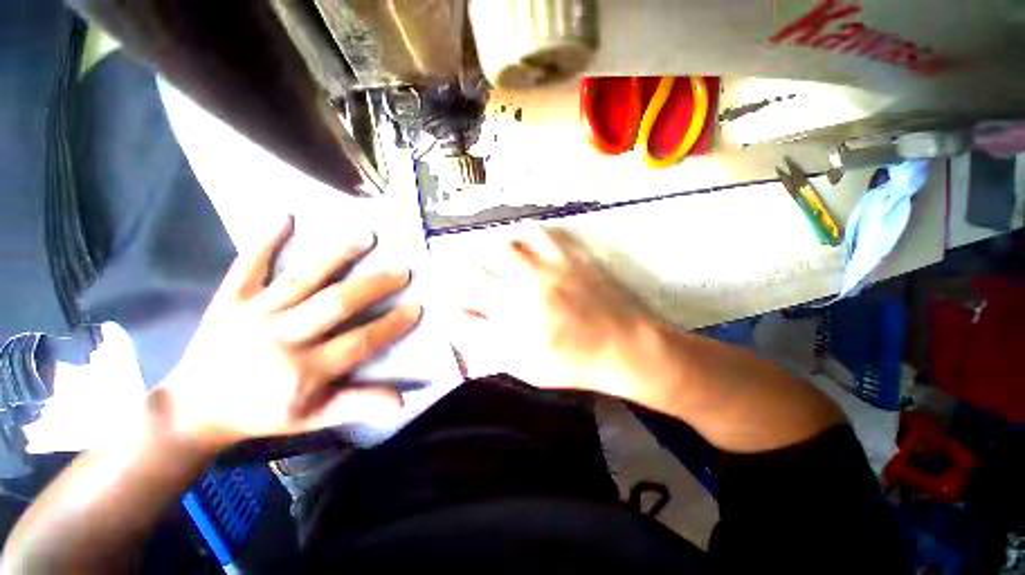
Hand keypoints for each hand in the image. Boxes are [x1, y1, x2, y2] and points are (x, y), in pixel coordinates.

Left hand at [158, 215, 421, 451]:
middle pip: (335, 304)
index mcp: (303, 371)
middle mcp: (281, 338)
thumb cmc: (261, 414)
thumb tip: (402, 400)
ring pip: (301, 279)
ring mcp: (253, 315)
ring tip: (366, 236)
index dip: (391, 325)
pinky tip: (285, 216)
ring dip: (335, 255)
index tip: (416, 308)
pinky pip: (247, 266)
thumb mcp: (313, 418)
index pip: (359, 342)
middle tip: (401, 270)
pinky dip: (264, 240)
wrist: (194, 409)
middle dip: (374, 285)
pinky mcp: (229, 300)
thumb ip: (357, 404)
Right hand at [452, 225, 656, 399]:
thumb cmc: (575, 365)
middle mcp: (522, 300)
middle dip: (470, 285)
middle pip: (473, 278)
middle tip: (481, 290)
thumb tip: (465, 328)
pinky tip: (525, 250)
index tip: (460, 313)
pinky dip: (521, 238)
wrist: (625, 346)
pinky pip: (533, 232)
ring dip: (492, 259)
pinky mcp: (566, 257)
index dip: (455, 315)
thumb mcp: (528, 370)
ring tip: (501, 267)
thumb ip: (491, 350)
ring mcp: (545, 273)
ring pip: (498, 249)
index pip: (461, 318)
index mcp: (512, 335)